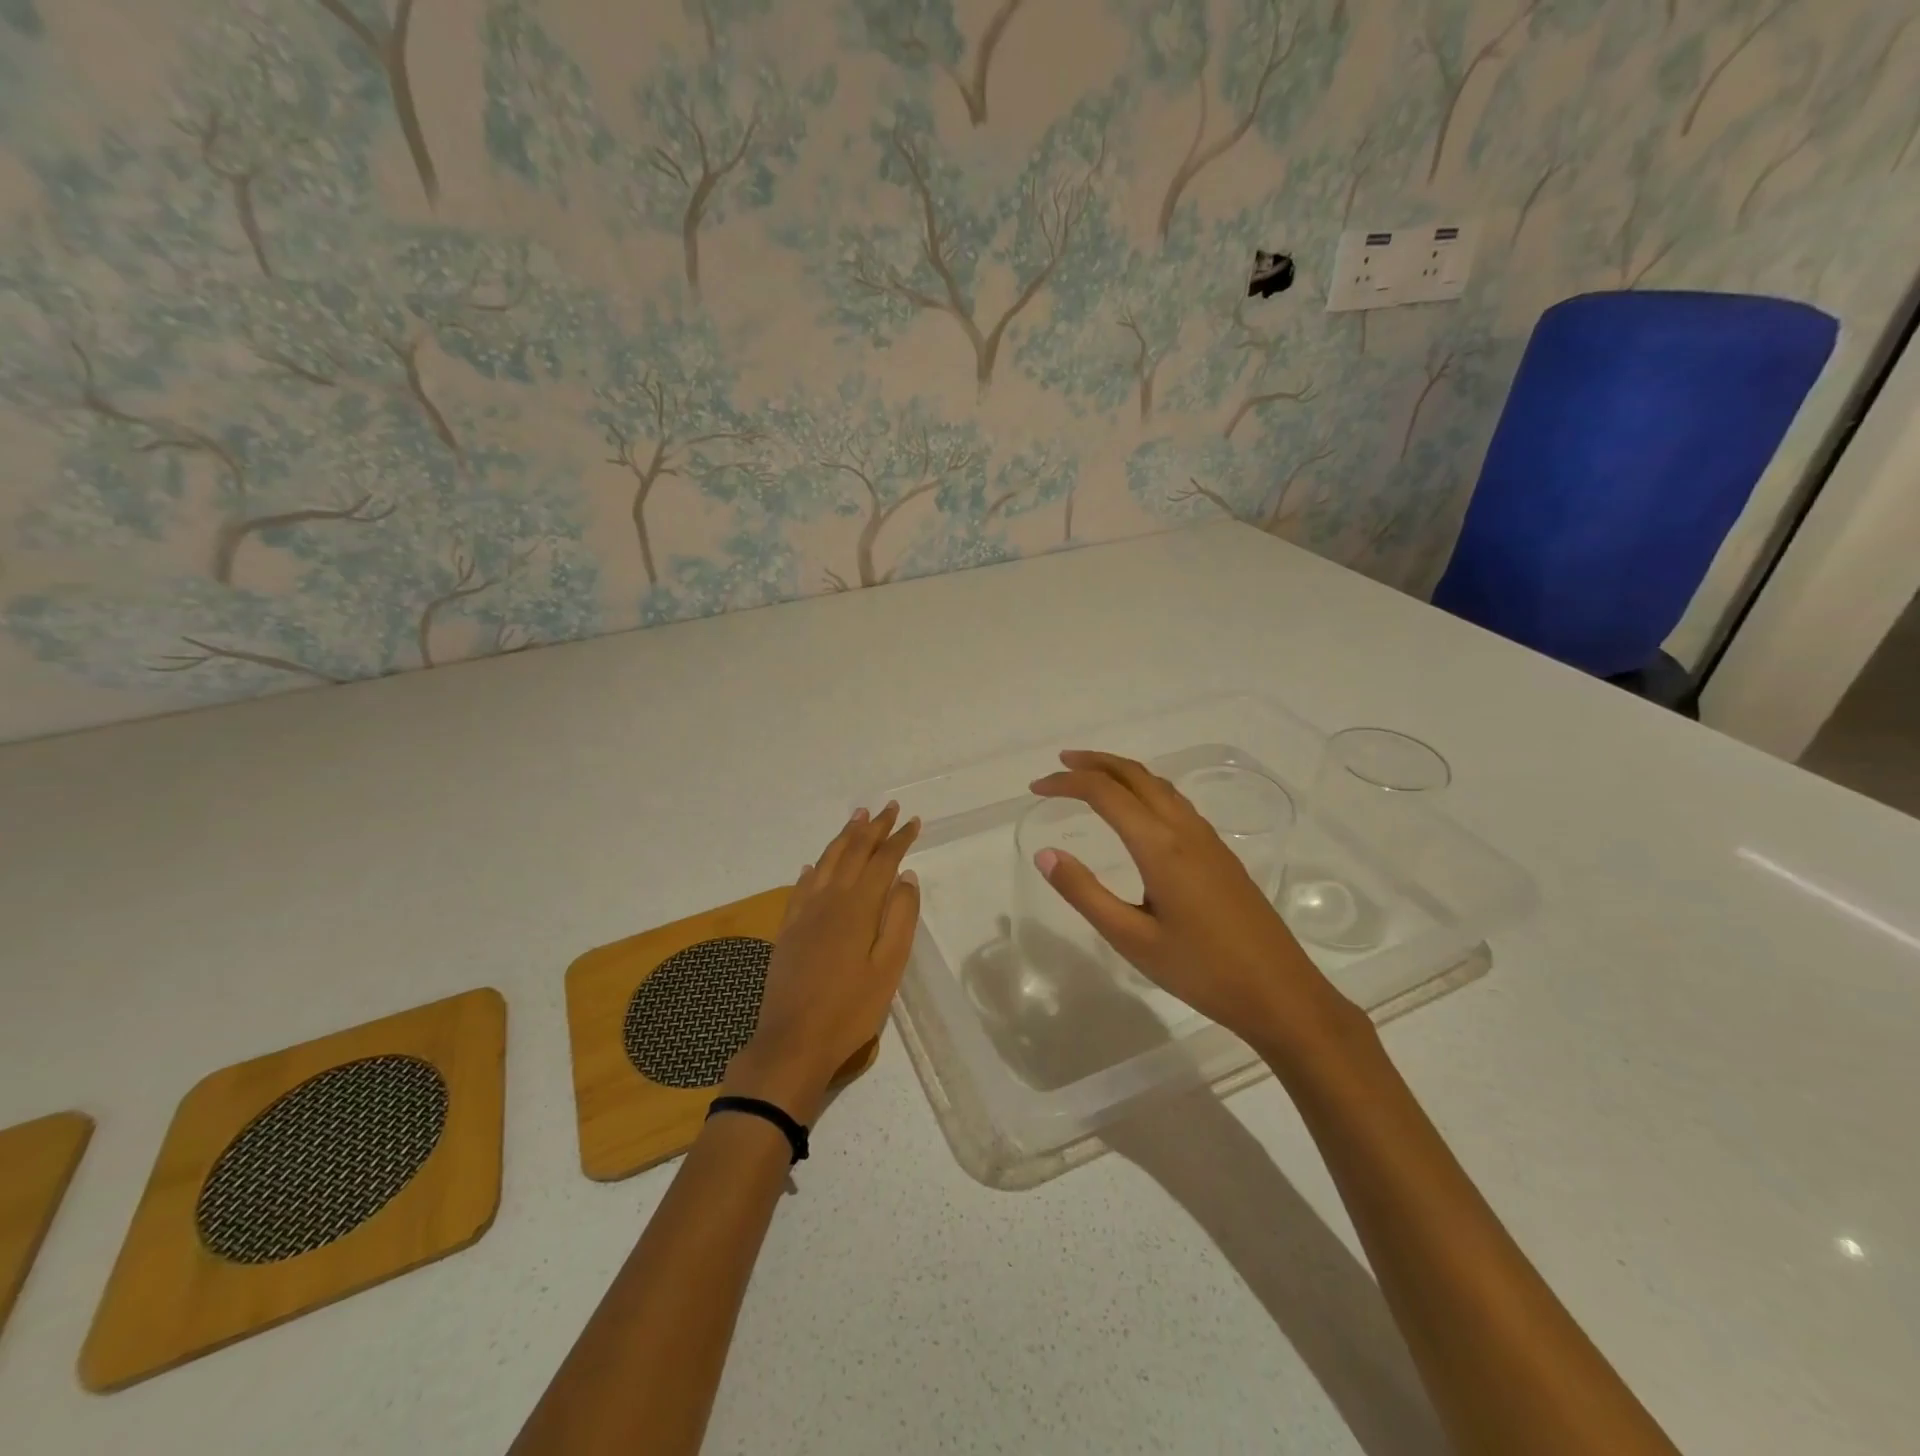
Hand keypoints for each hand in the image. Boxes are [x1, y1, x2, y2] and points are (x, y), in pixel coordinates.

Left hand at [725, 803, 920, 1123]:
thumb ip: (901, 918)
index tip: (913, 821)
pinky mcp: (788, 928)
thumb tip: (906, 877)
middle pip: (853, 852)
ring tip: (857, 818)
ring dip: (844, 837)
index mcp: (858, 906)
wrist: (793, 1041)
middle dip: (873, 828)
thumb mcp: (889, 967)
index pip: (883, 860)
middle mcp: (829, 898)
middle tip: (889, 807)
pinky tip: (814, 865)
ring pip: (826, 861)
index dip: (899, 839)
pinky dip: (814, 868)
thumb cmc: (850, 1009)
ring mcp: (804, 912)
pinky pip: (802, 885)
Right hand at [1028, 751, 1357, 1056]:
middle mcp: (1184, 830)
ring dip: (1121, 772)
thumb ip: (1085, 893)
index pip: (1105, 793)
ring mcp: (1207, 839)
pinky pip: (1175, 802)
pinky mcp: (1220, 854)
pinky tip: (1137, 811)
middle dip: (1094, 762)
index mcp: (1160, 846)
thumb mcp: (1132, 939)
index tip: (1036, 789)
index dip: (1066, 783)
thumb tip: (1046, 854)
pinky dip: (1144, 789)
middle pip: (1135, 774)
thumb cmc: (1201, 970)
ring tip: (1091, 777)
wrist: (1280, 993)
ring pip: (1159, 785)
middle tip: (1059, 764)